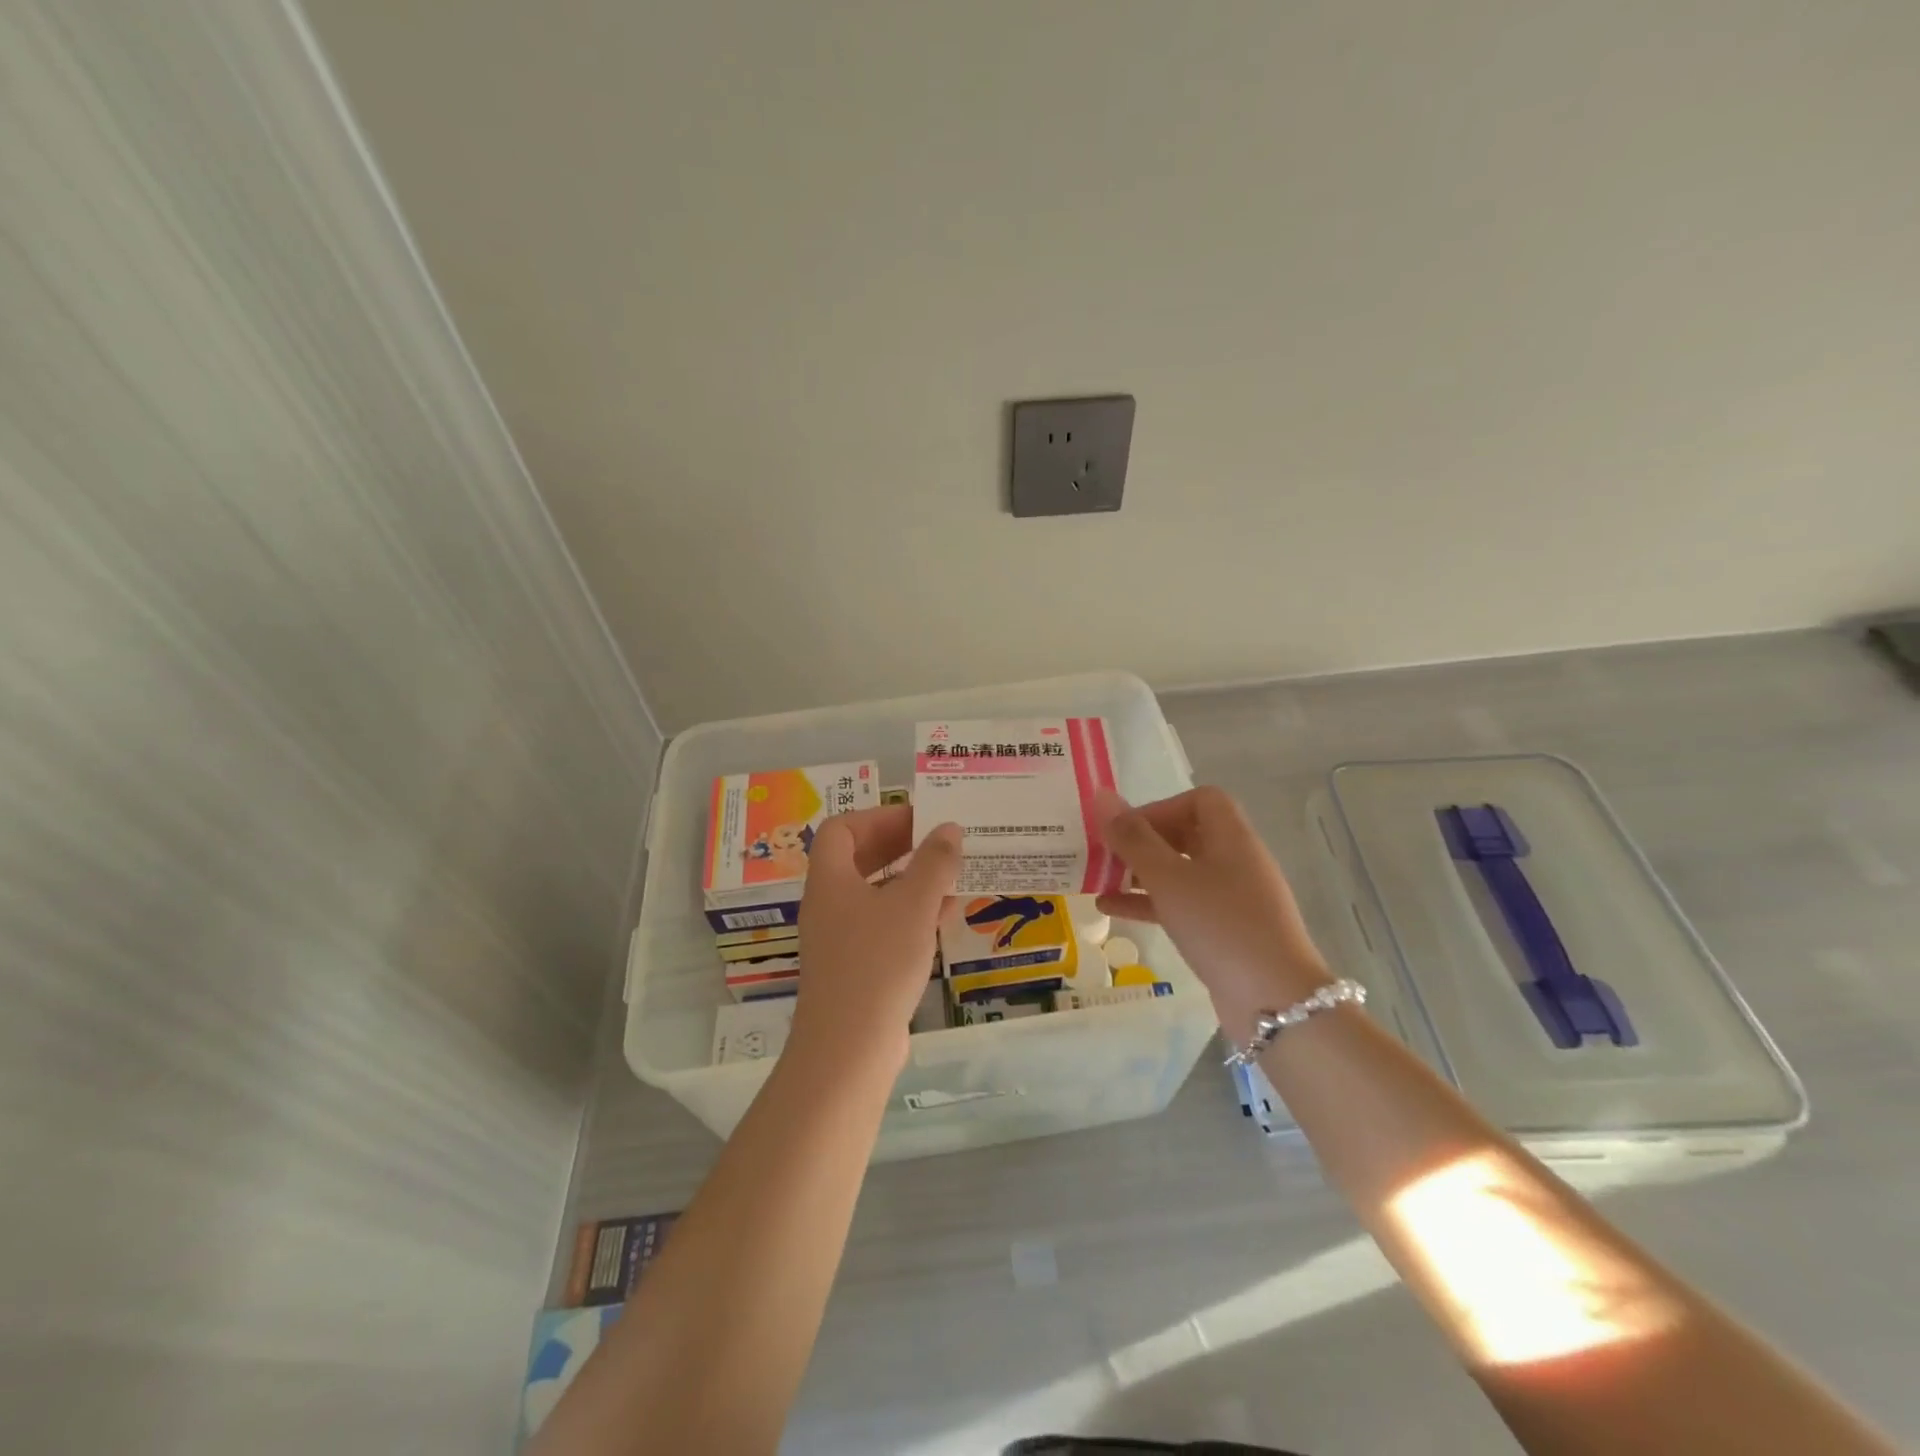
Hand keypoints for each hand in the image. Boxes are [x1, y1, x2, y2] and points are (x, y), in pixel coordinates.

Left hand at [791, 805, 960, 1068]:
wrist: (848, 1049)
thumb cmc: (877, 963)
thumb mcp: (913, 905)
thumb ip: (934, 863)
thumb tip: (949, 828)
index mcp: (831, 880)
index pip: (843, 828)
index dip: (880, 817)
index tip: (919, 819)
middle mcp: (829, 904)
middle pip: (859, 859)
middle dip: (900, 846)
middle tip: (938, 843)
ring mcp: (840, 939)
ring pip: (875, 894)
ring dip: (911, 881)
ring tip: (951, 877)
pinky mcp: (856, 968)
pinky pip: (883, 926)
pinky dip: (911, 914)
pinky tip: (944, 918)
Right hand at [1094, 786, 1332, 1043]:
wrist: (1273, 1001)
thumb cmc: (1219, 925)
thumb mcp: (1168, 878)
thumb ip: (1133, 838)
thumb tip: (1102, 796)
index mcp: (1231, 837)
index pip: (1200, 800)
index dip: (1162, 806)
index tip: (1127, 828)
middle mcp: (1235, 860)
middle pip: (1187, 834)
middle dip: (1143, 841)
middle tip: (1105, 853)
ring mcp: (1233, 898)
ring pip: (1180, 872)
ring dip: (1140, 873)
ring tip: (1098, 880)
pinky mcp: (1225, 931)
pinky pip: (1182, 904)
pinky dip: (1149, 903)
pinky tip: (1110, 910)